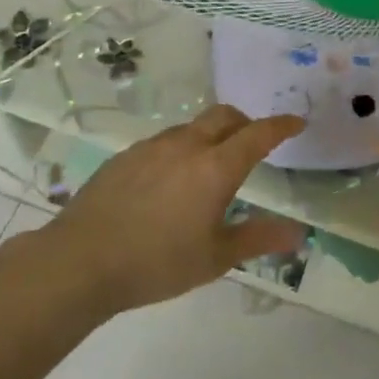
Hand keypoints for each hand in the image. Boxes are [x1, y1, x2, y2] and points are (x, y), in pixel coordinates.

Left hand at [42, 106, 305, 310]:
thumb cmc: (157, 262)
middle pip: (224, 116)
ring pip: (192, 127)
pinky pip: (164, 142)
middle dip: (245, 123)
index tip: (297, 122)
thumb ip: (258, 238)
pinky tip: (170, 181)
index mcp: (216, 168)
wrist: (80, 261)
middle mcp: (186, 146)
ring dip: (211, 135)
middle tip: (254, 143)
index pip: (258, 135)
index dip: (281, 126)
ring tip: (210, 166)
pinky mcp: (124, 156)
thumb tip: (298, 233)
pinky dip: (181, 149)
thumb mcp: (215, 258)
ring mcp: (151, 147)